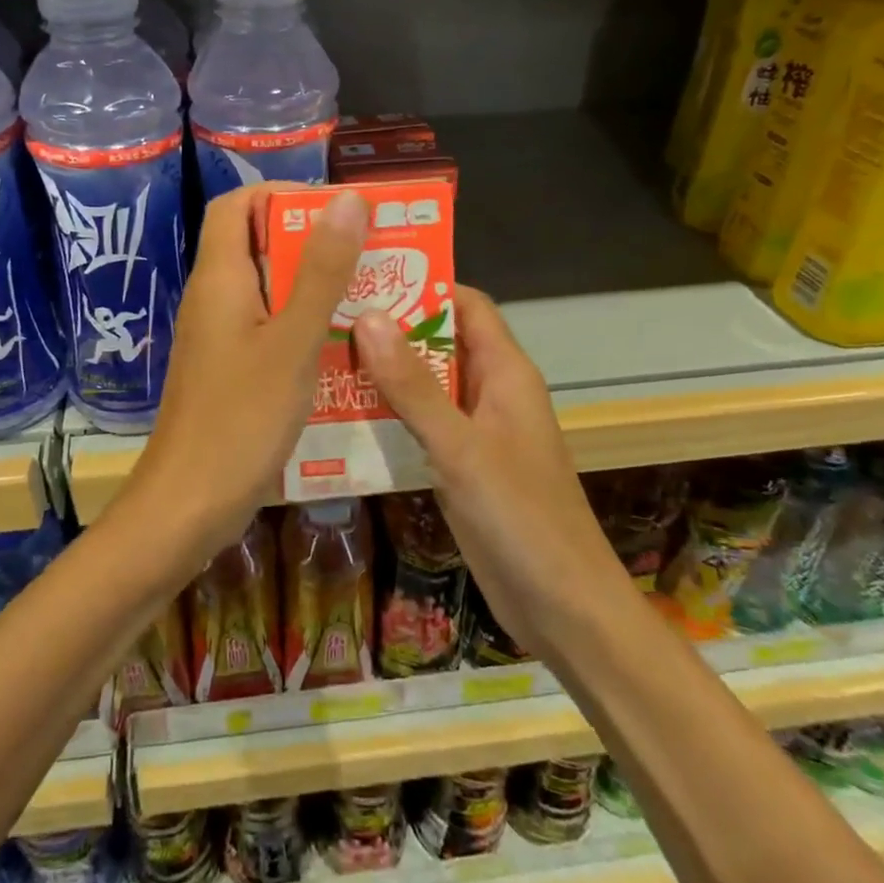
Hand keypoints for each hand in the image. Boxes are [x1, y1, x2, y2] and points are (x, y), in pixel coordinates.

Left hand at [117, 183, 367, 568]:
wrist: (188, 506)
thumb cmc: (240, 419)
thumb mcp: (293, 341)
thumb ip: (321, 271)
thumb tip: (346, 199)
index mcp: (219, 278)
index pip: (236, 206)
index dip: (281, 195)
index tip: (336, 209)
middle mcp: (214, 300)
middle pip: (257, 246)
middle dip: (313, 243)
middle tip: (372, 252)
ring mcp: (219, 339)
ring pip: (268, 293)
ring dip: (314, 288)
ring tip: (372, 294)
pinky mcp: (229, 373)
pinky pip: (268, 332)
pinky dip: (304, 328)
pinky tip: (346, 349)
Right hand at [353, 285, 620, 657]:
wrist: (561, 606)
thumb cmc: (520, 516)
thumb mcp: (460, 446)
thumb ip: (413, 385)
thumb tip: (369, 316)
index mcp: (505, 372)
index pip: (466, 305)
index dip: (423, 284)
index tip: (366, 276)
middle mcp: (490, 392)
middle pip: (439, 341)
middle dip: (391, 327)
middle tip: (328, 316)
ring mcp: (475, 431)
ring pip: (426, 384)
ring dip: (384, 372)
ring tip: (322, 356)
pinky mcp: (460, 465)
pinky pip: (421, 424)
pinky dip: (389, 414)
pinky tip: (343, 414)